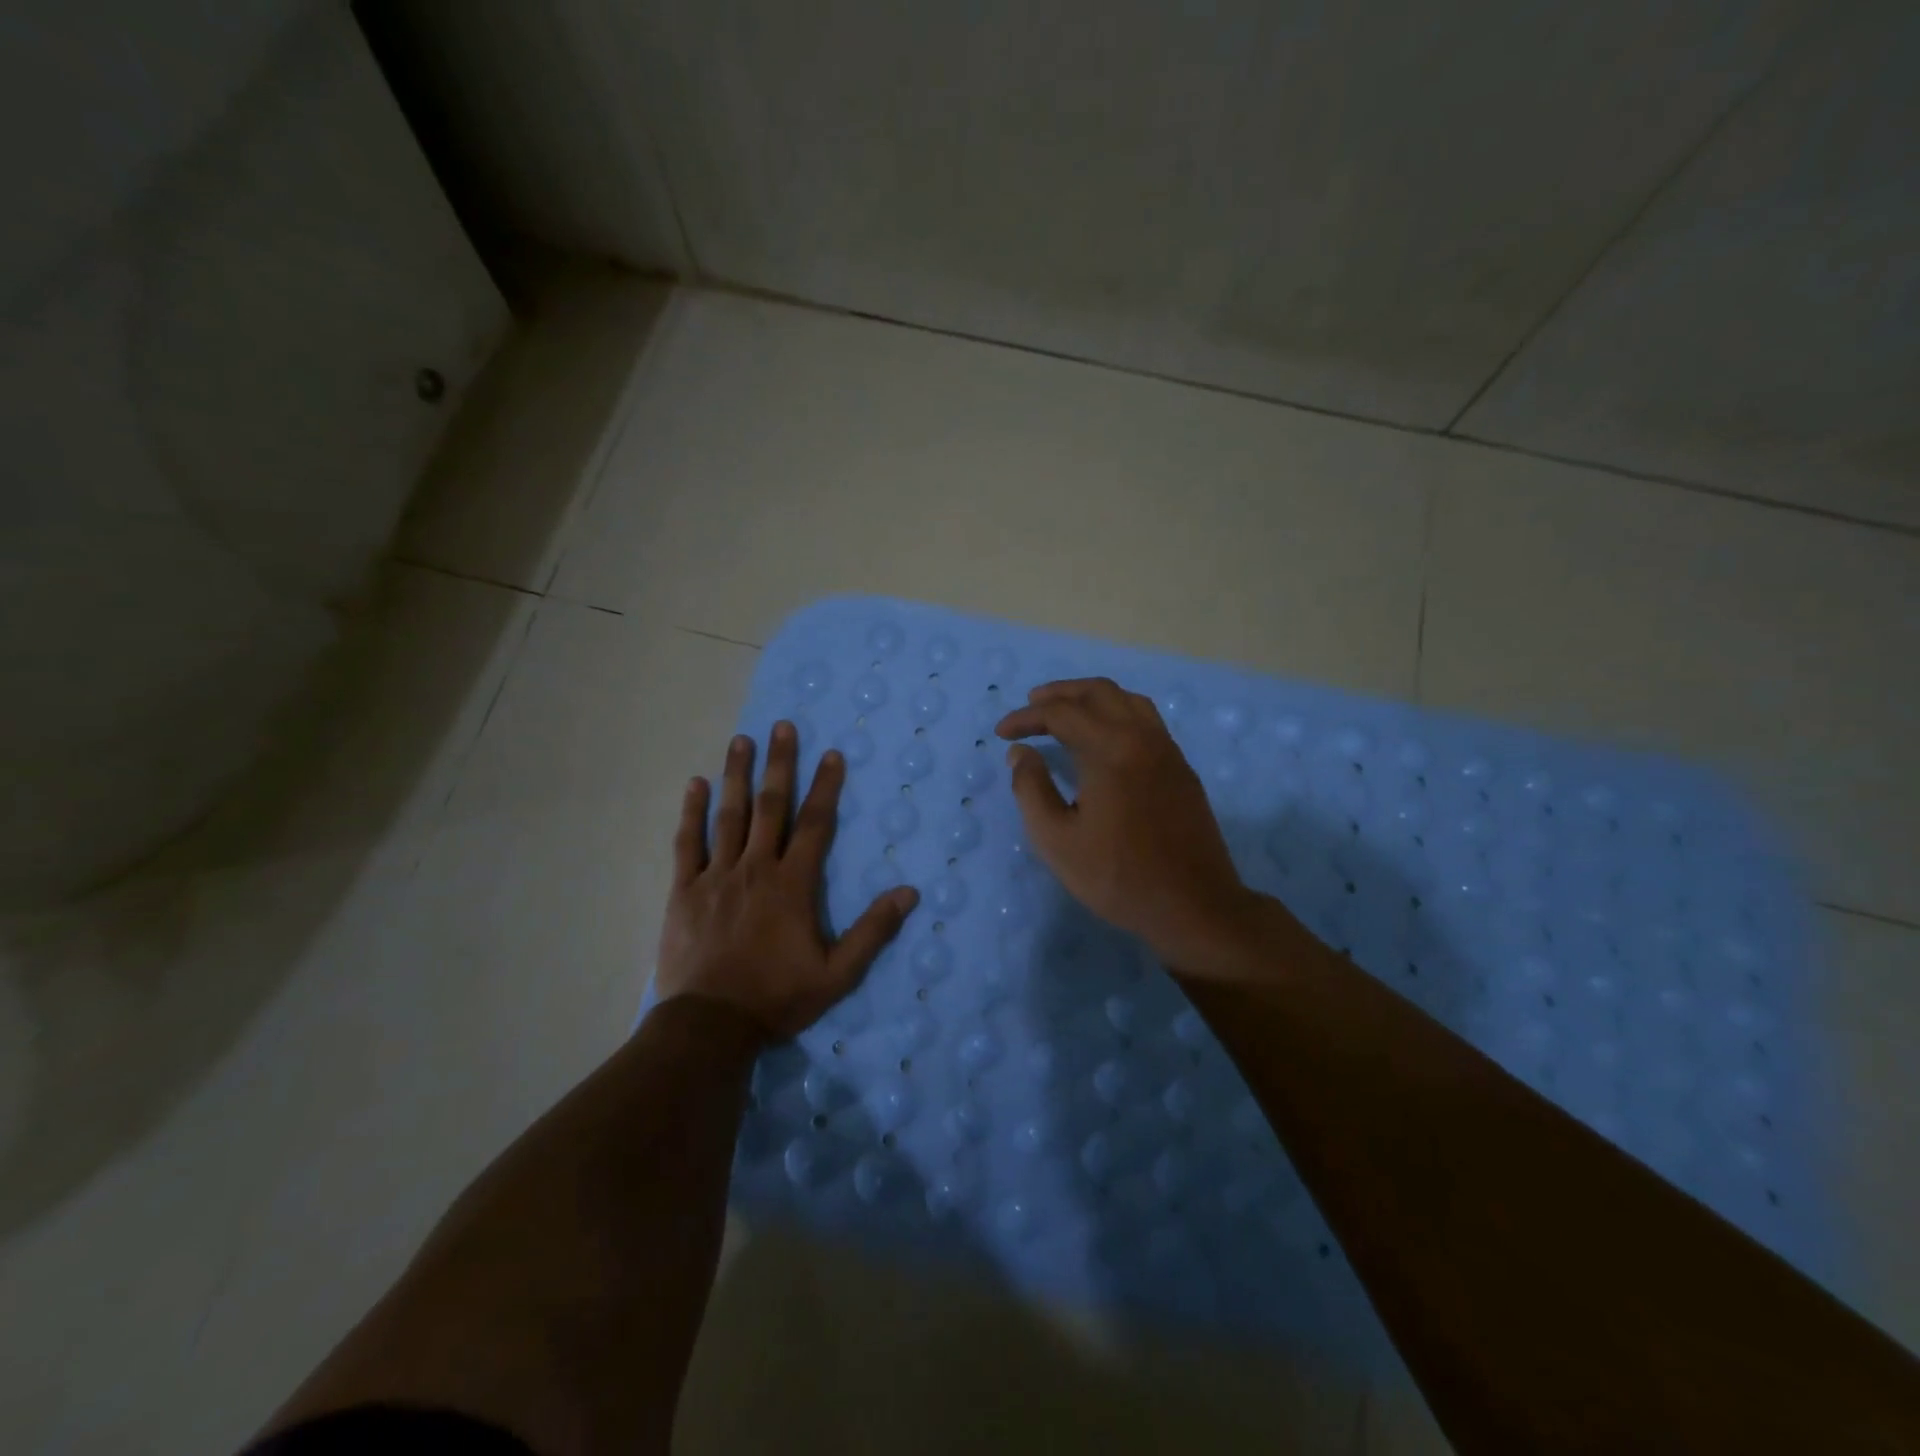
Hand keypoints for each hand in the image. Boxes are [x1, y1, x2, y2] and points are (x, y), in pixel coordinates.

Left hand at [655, 722, 918, 1038]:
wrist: (709, 1025)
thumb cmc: (777, 998)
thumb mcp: (837, 974)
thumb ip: (872, 932)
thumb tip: (909, 892)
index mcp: (792, 884)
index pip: (814, 824)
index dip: (825, 787)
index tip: (831, 753)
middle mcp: (755, 868)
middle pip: (770, 807)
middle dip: (779, 764)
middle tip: (781, 726)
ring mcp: (716, 876)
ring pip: (728, 816)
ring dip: (736, 775)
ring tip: (741, 740)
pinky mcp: (685, 891)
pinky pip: (687, 843)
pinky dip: (691, 812)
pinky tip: (694, 784)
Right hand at [996, 678, 1270, 973]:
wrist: (1193, 906)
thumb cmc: (1117, 876)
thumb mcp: (1056, 840)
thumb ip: (1031, 789)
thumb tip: (1021, 752)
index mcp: (1110, 750)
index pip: (1061, 713)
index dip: (1026, 718)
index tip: (1002, 734)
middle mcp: (1142, 737)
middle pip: (1099, 692)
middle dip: (1060, 693)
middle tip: (1032, 703)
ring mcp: (1167, 751)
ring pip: (1128, 700)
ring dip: (1092, 697)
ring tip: (1067, 711)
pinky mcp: (1181, 768)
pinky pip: (1146, 720)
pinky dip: (1117, 712)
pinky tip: (1105, 737)